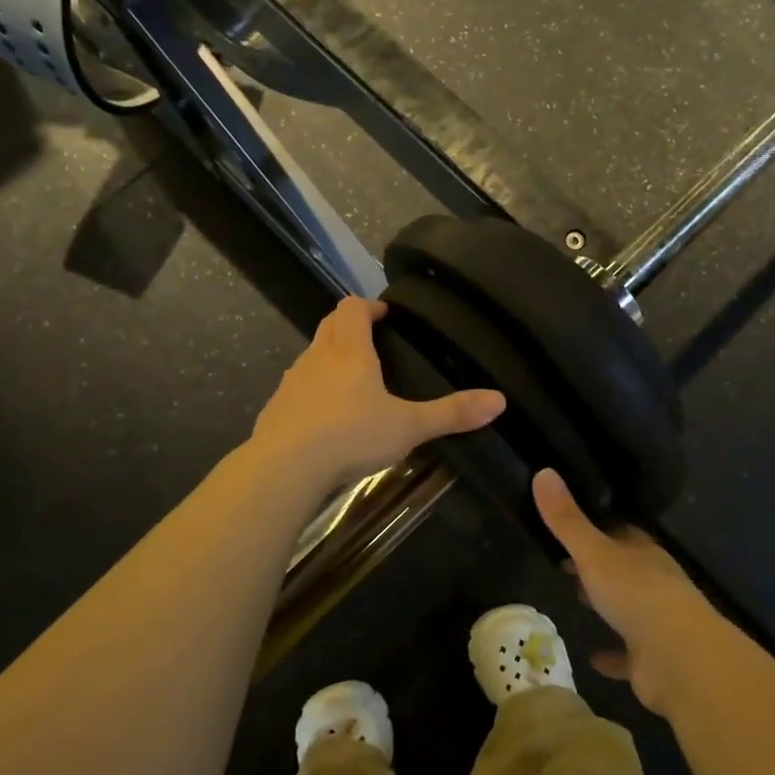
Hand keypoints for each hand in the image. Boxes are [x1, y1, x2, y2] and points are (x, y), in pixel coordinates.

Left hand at [252, 298, 505, 489]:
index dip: (368, 307)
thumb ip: (452, 413)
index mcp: (349, 351)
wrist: (285, 467)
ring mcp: (291, 383)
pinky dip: (311, 393)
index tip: (384, 316)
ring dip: (328, 360)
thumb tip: (499, 400)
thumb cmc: (351, 435)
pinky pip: (296, 390)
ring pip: (311, 358)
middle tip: (371, 342)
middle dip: (348, 327)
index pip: (352, 308)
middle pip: (329, 326)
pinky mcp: (275, 410)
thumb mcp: (409, 426)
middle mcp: (316, 357)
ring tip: (351, 384)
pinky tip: (323, 421)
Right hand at [532, 468, 724, 714]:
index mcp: (644, 554)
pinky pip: (628, 653)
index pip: (621, 533)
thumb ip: (567, 520)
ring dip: (606, 603)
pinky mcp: (651, 659)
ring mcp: (656, 622)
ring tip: (575, 598)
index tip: (569, 527)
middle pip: (623, 568)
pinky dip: (612, 654)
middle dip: (598, 565)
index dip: (596, 529)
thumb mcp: (594, 552)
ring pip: (628, 607)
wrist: (680, 660)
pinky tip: (592, 656)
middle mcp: (654, 583)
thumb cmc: (637, 594)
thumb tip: (543, 471)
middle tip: (565, 562)